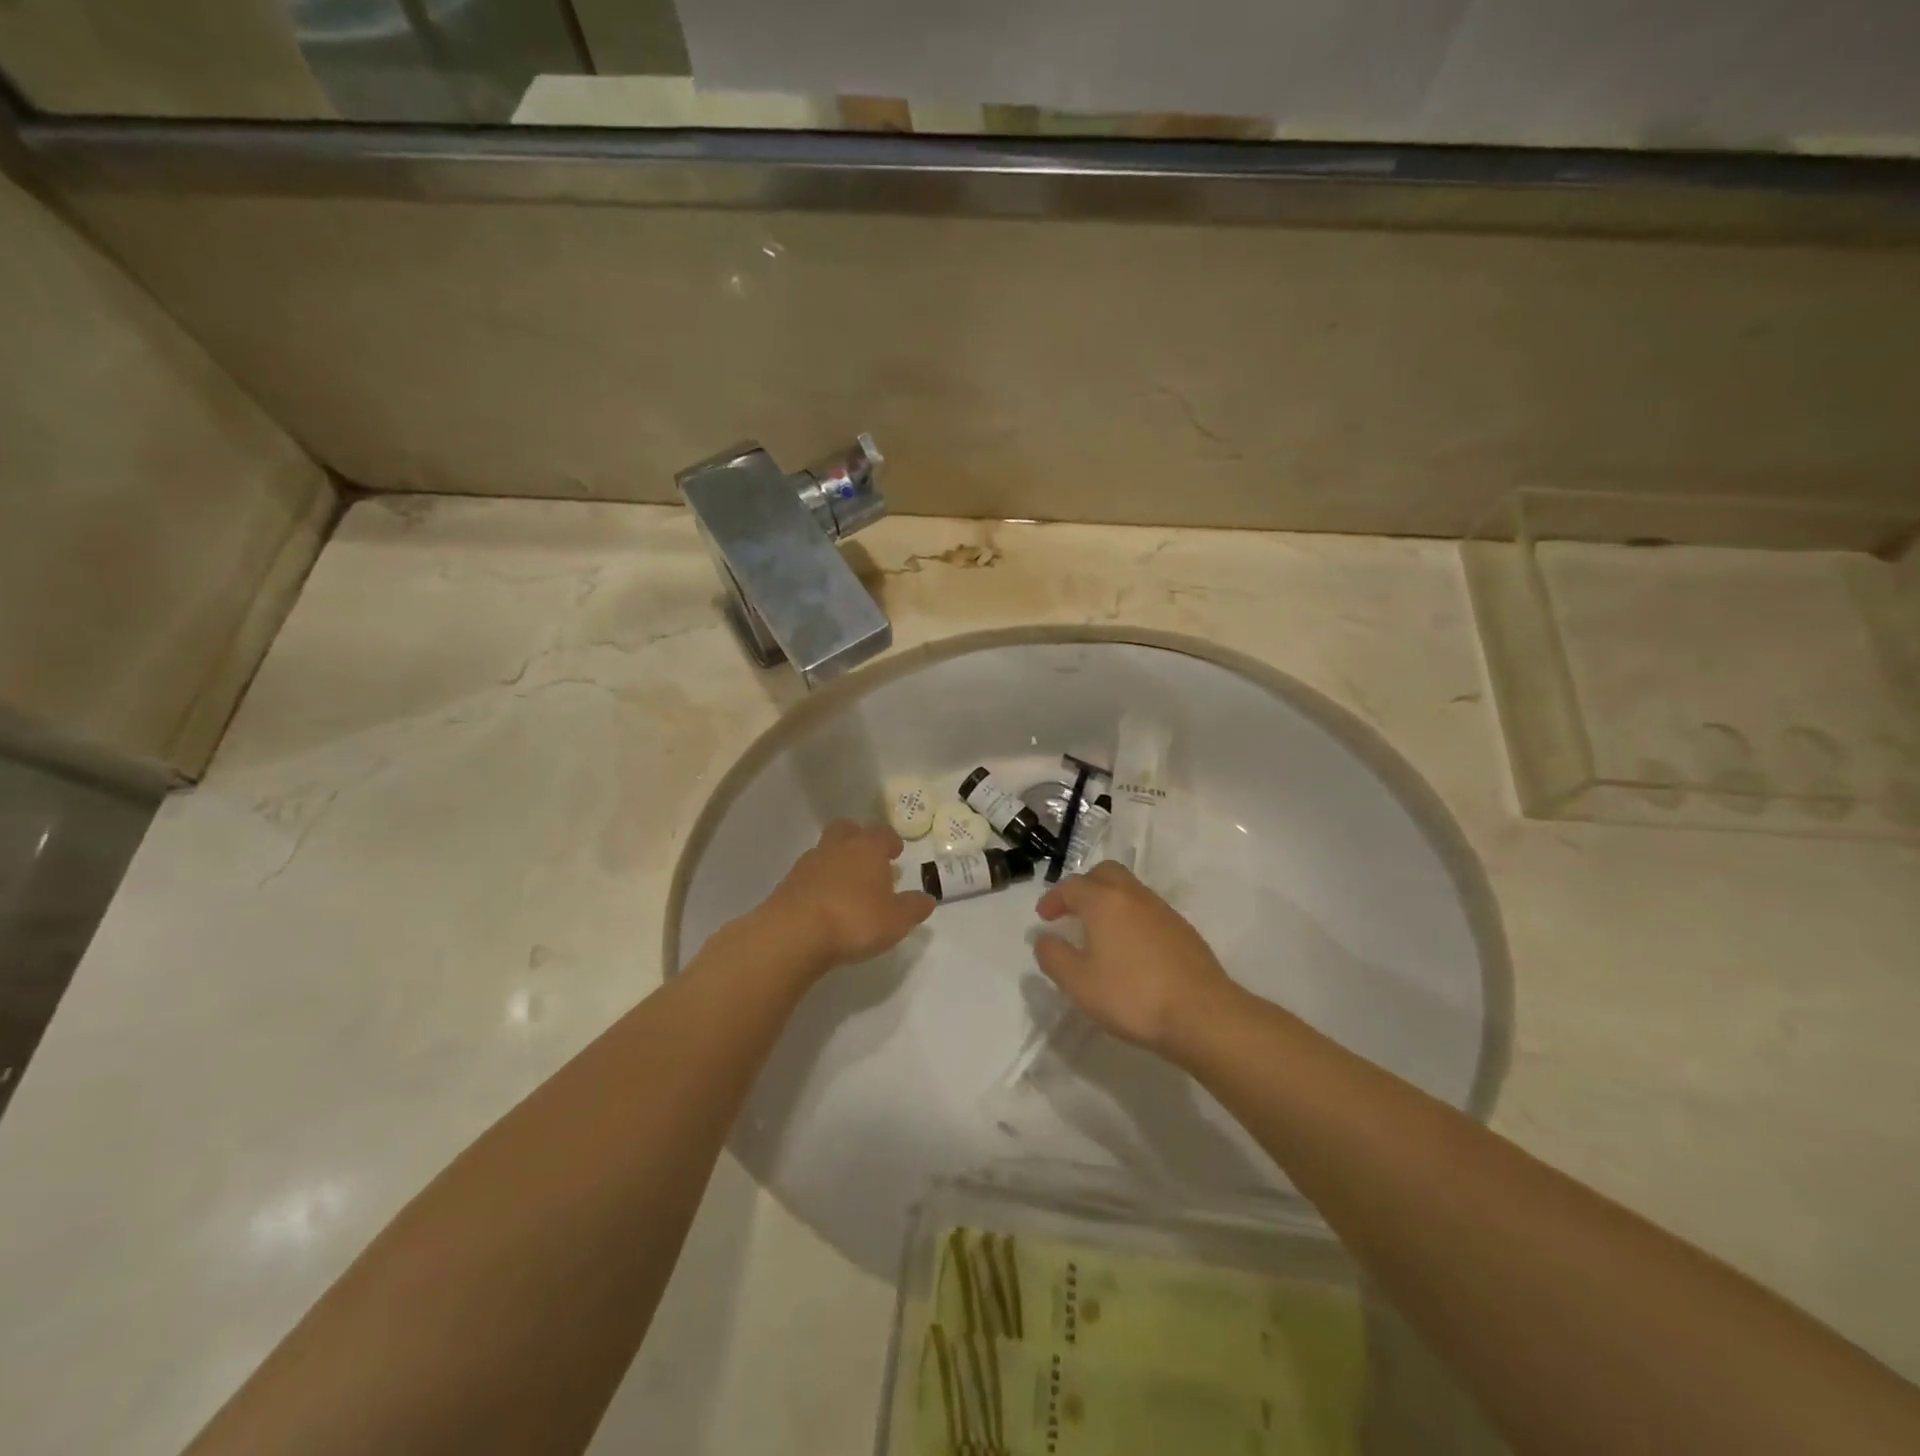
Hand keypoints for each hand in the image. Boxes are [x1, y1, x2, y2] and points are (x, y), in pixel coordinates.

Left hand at [760, 819, 934, 973]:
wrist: (794, 934)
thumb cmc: (855, 919)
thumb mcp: (896, 920)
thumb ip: (914, 908)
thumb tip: (928, 899)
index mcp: (867, 848)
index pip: (882, 833)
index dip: (890, 841)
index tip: (895, 851)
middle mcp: (837, 847)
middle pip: (847, 829)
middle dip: (858, 838)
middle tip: (868, 859)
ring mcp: (808, 864)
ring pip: (825, 851)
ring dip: (837, 862)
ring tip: (847, 888)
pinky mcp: (788, 884)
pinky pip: (809, 876)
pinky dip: (819, 884)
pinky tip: (825, 905)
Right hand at [1032, 862, 1236, 1054]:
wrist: (1202, 1014)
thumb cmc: (1132, 996)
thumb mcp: (1078, 983)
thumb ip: (1054, 957)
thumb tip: (1044, 939)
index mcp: (1104, 901)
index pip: (1072, 886)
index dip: (1053, 899)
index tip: (1044, 918)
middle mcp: (1133, 896)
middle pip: (1105, 873)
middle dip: (1084, 886)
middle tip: (1072, 911)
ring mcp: (1163, 910)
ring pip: (1129, 890)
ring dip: (1109, 900)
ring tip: (1099, 931)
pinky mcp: (1183, 930)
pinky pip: (1148, 910)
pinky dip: (1131, 917)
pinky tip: (1130, 948)